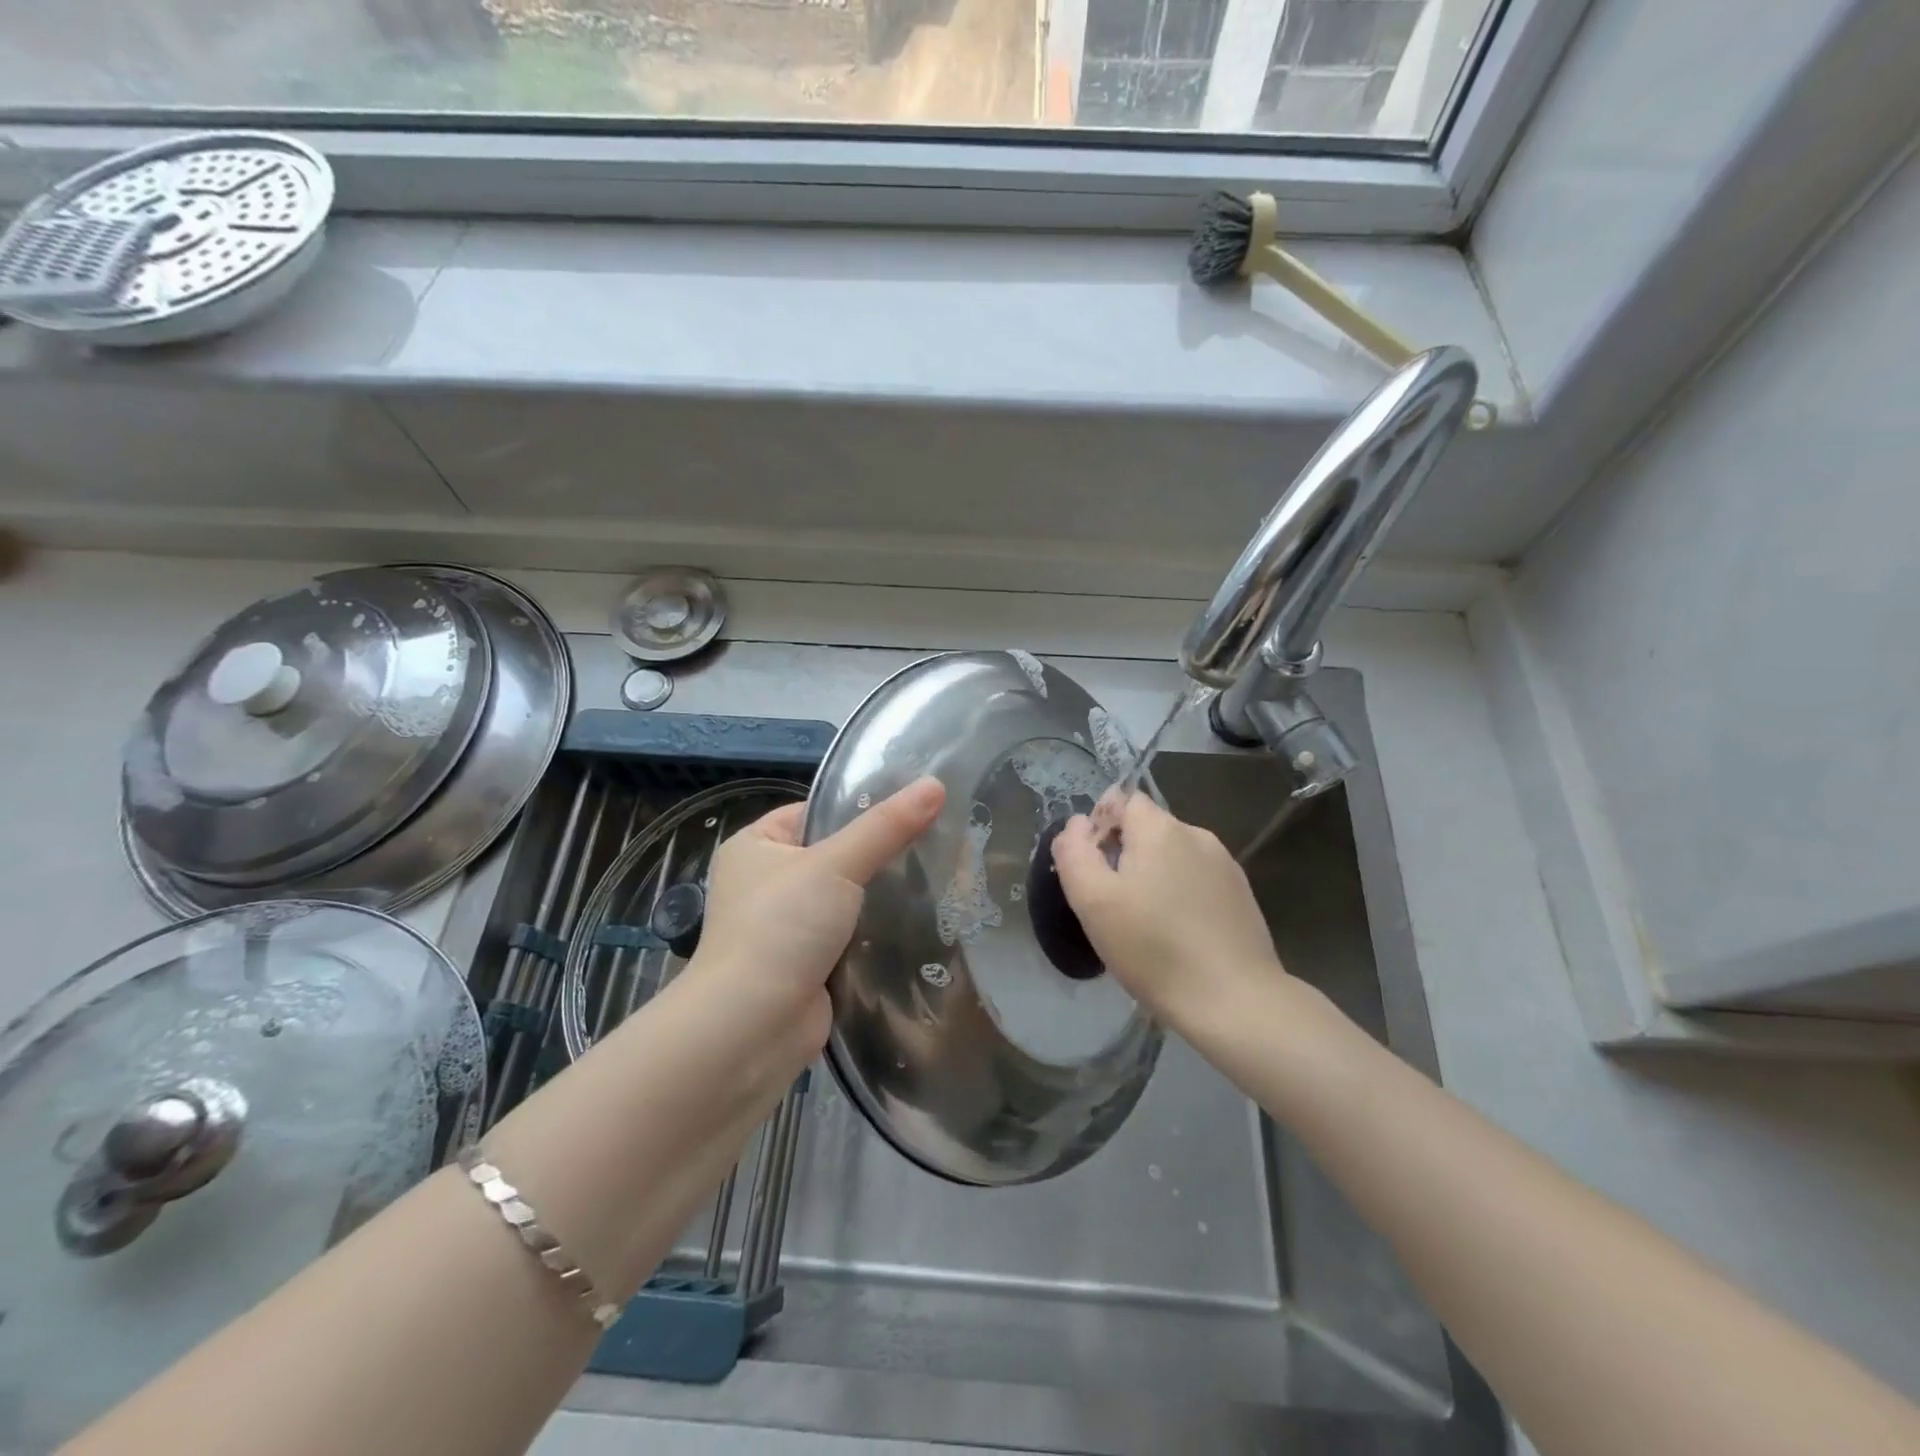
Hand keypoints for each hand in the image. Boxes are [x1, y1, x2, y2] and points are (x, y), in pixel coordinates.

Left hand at [682, 776, 946, 1069]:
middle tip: (933, 845)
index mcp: (755, 846)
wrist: (752, 1027)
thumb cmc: (782, 927)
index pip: (814, 812)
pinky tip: (916, 924)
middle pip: (833, 855)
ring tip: (936, 880)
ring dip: (877, 898)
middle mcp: (764, 883)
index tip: (911, 810)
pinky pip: (847, 936)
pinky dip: (873, 933)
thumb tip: (936, 785)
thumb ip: (886, 827)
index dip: (858, 809)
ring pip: (843, 899)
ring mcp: (784, 927)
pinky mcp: (805, 965)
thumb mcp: (836, 864)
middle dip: (876, 856)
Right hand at [1051, 792, 1287, 1032]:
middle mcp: (1197, 835)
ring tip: (1145, 924)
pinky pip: (1198, 880)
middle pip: (1148, 828)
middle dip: (1125, 854)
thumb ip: (1074, 852)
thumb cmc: (1152, 948)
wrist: (1233, 1001)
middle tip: (1112, 904)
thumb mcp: (1092, 901)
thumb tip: (1075, 824)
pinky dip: (1181, 896)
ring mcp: (1226, 865)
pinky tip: (1178, 935)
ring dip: (1154, 876)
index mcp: (1161, 828)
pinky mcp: (1242, 896)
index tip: (1094, 870)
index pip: (1122, 800)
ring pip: (1174, 856)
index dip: (1100, 827)